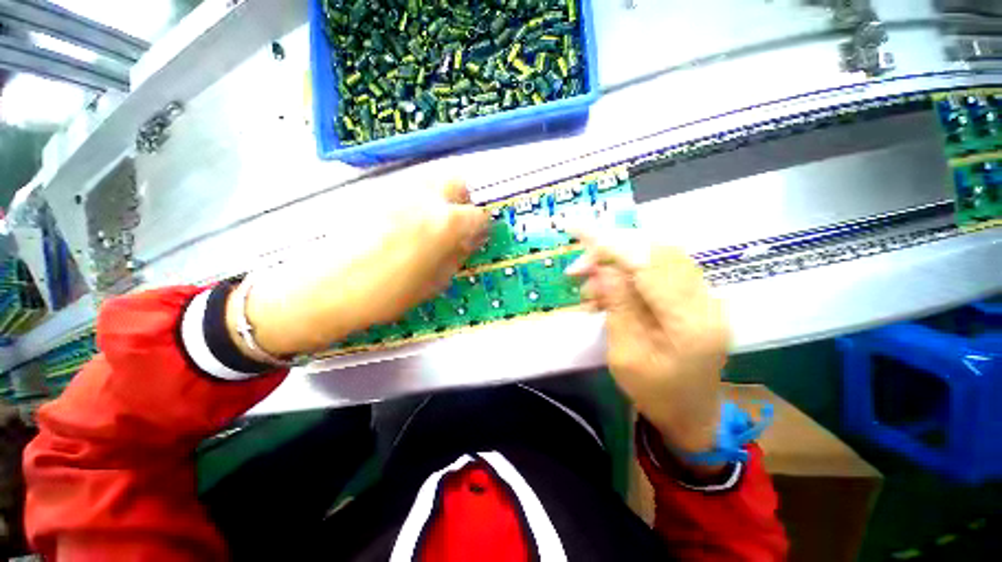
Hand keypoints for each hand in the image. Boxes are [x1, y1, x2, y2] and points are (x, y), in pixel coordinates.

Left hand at [227, 180, 488, 357]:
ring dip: (441, 198)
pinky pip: (410, 187)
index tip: (475, 239)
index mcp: (446, 223)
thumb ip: (457, 255)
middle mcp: (425, 197)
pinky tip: (406, 223)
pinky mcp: (377, 192)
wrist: (330, 287)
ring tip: (431, 223)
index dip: (481, 228)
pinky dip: (418, 199)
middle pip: (458, 182)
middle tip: (456, 224)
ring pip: (433, 180)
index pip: (479, 216)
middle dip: (463, 202)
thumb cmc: (389, 293)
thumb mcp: (436, 282)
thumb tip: (468, 240)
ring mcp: (399, 190)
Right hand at [567, 231, 727, 457]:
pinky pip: (660, 268)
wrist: (691, 414)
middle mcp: (705, 300)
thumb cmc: (654, 394)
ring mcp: (705, 296)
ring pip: (657, 255)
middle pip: (656, 251)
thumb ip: (617, 306)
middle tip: (577, 270)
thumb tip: (604, 268)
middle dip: (610, 251)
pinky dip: (629, 271)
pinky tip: (609, 290)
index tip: (578, 230)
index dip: (611, 244)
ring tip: (590, 289)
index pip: (649, 264)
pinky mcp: (696, 296)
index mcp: (689, 323)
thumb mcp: (624, 355)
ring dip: (617, 262)